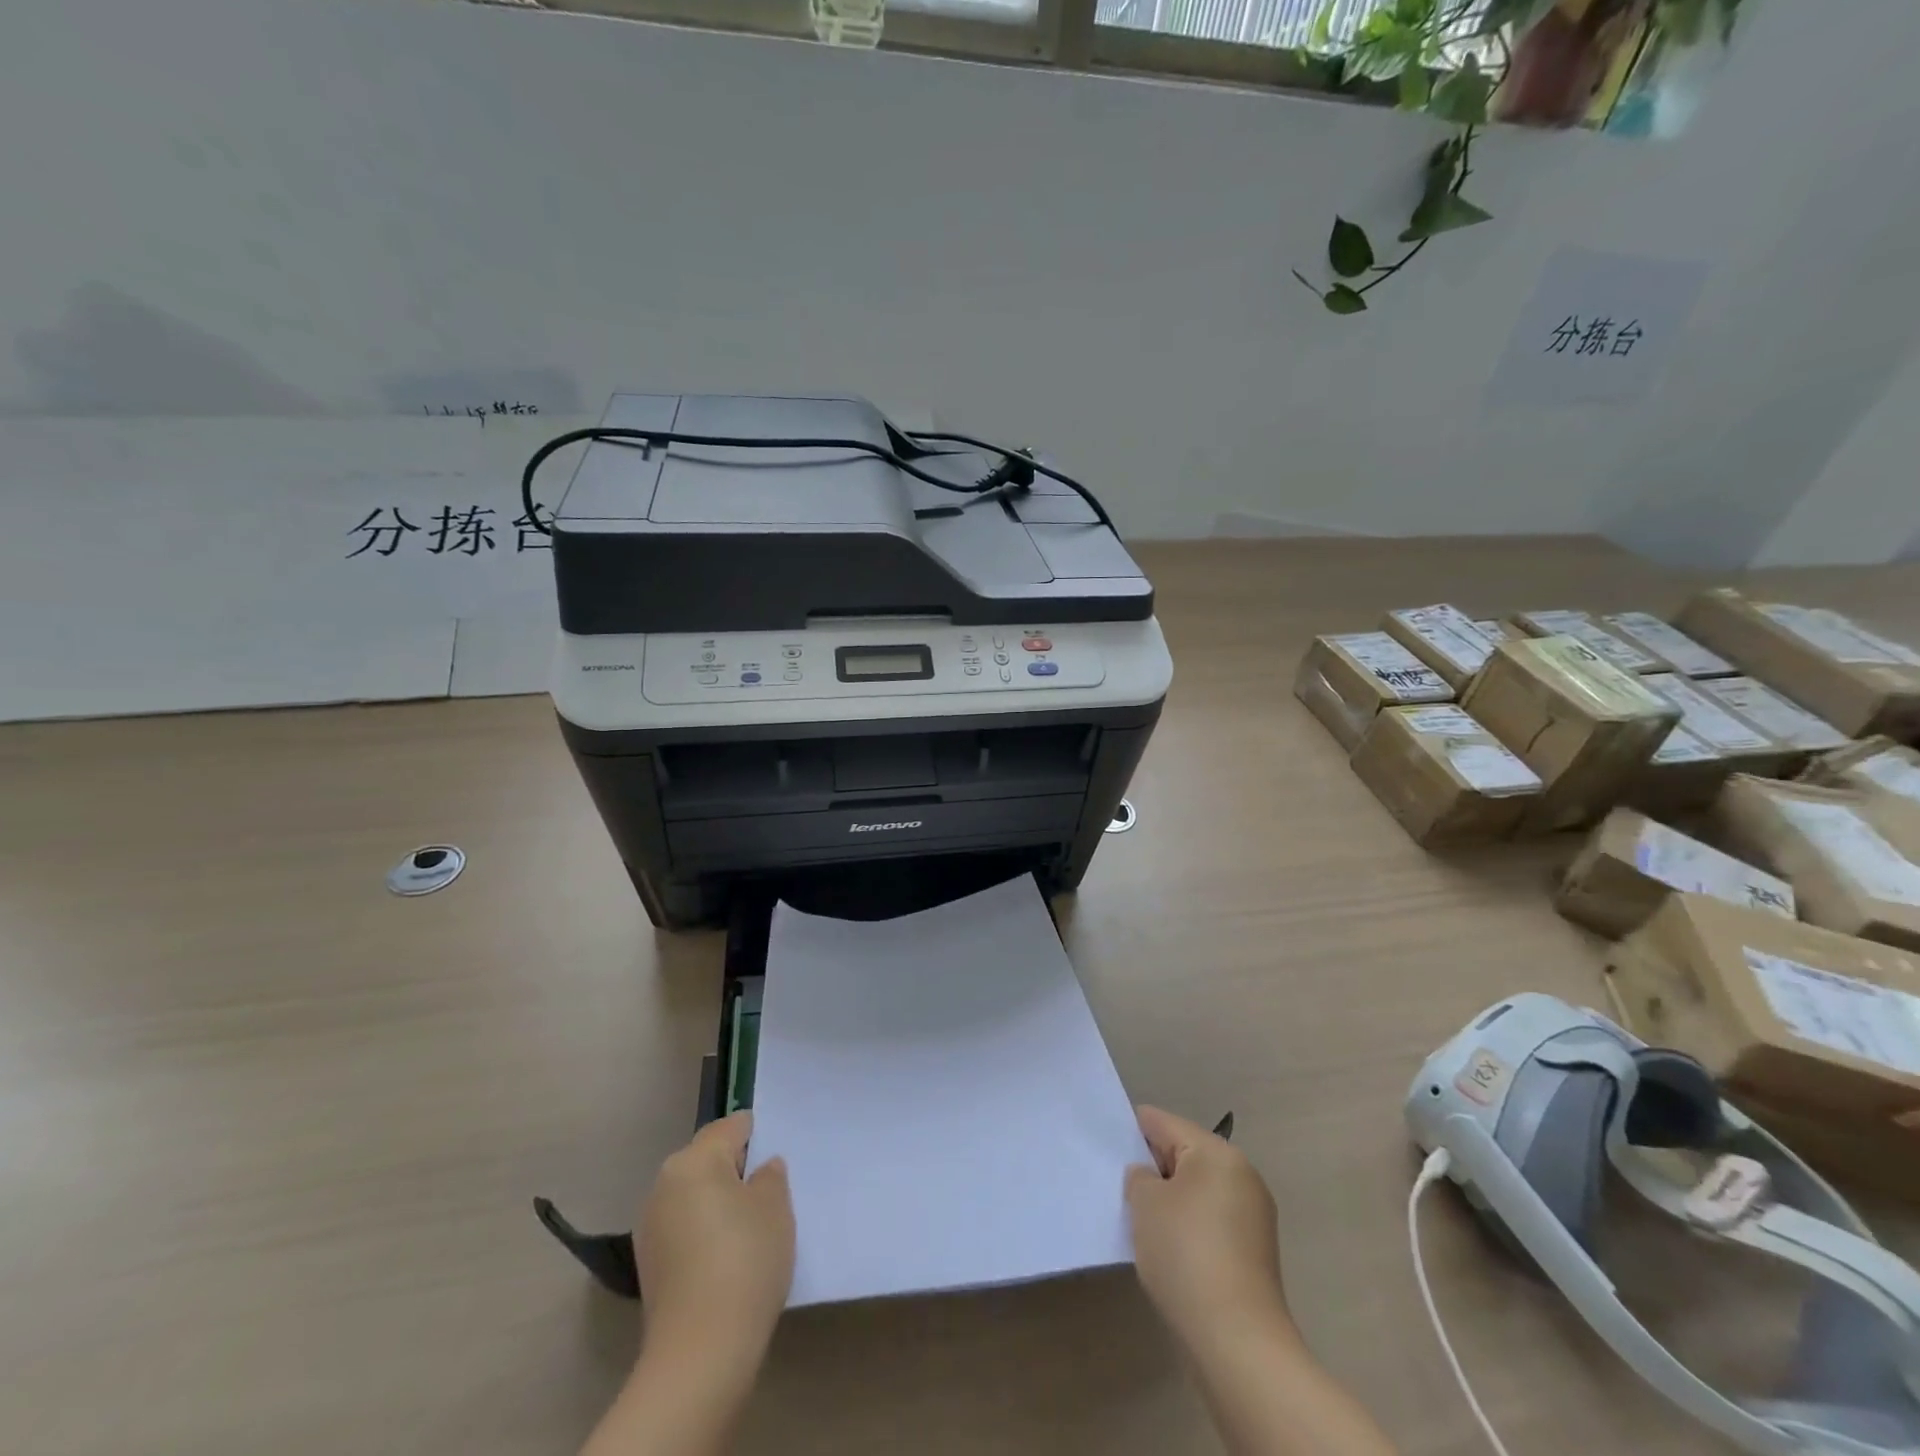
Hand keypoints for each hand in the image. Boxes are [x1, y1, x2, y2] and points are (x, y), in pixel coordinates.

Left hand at [635, 1112, 794, 1363]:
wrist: (700, 1353)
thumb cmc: (745, 1261)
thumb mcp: (775, 1207)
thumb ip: (770, 1176)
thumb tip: (761, 1168)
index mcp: (694, 1160)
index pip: (730, 1127)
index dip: (756, 1134)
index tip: (776, 1152)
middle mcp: (664, 1183)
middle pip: (706, 1159)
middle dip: (734, 1168)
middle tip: (767, 1190)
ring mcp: (650, 1226)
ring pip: (692, 1195)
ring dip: (717, 1201)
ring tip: (749, 1226)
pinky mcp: (649, 1264)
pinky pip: (683, 1227)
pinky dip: (703, 1231)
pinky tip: (726, 1256)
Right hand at [1125, 1105, 1291, 1357]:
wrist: (1238, 1341)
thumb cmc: (1186, 1254)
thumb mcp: (1146, 1204)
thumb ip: (1139, 1177)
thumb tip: (1148, 1179)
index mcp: (1218, 1153)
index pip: (1164, 1123)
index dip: (1131, 1129)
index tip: (1105, 1143)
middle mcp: (1241, 1175)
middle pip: (1184, 1154)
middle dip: (1152, 1167)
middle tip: (1118, 1184)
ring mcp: (1252, 1215)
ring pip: (1197, 1189)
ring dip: (1169, 1199)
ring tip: (1138, 1218)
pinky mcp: (1253, 1252)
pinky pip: (1210, 1219)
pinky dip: (1187, 1224)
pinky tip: (1164, 1246)